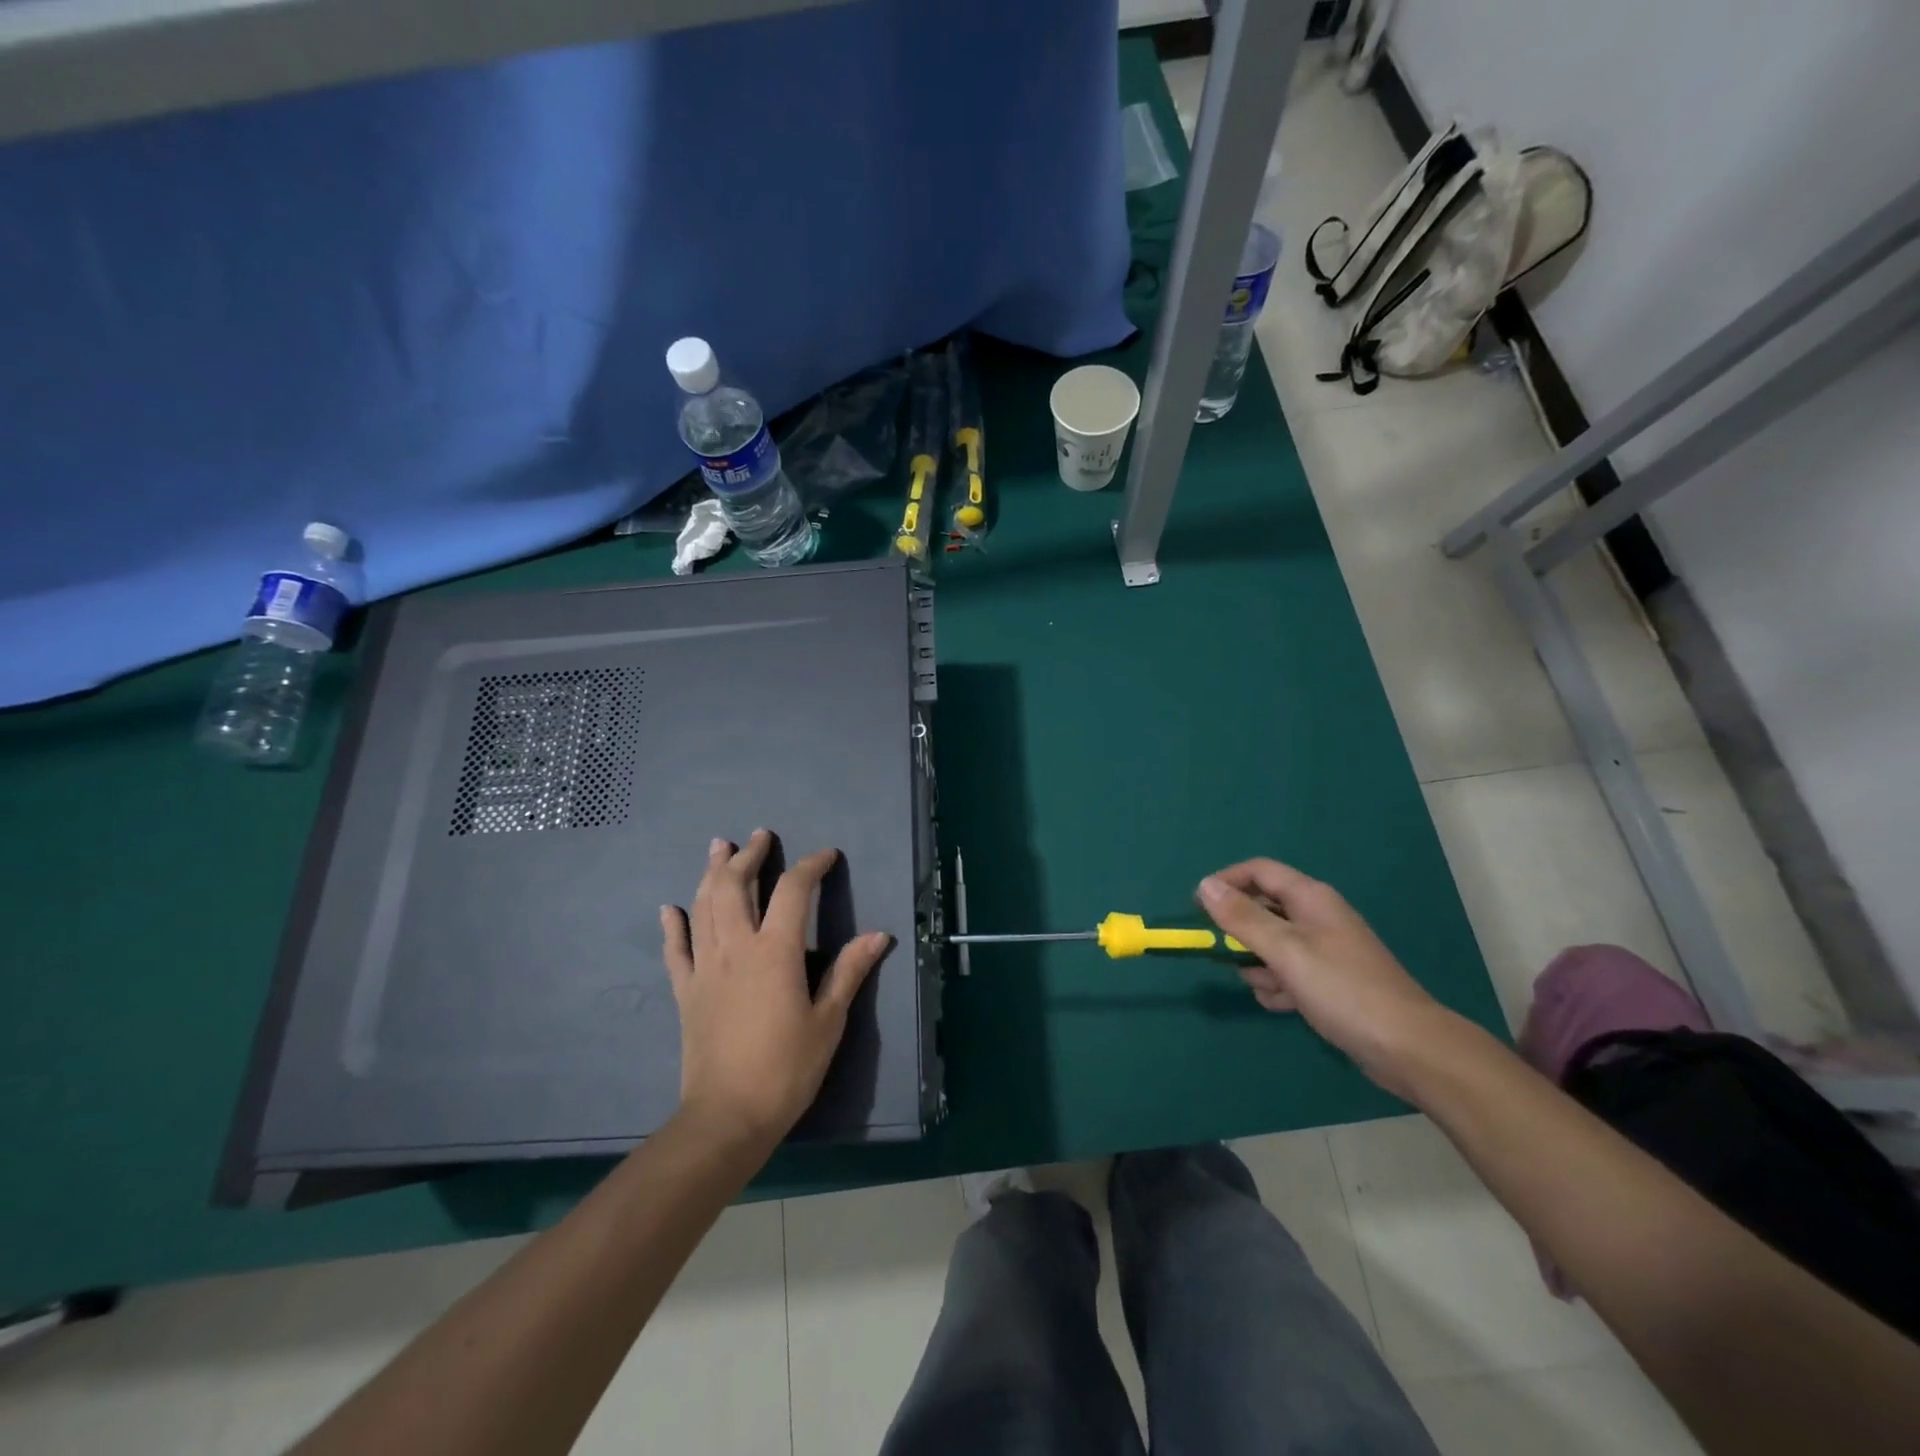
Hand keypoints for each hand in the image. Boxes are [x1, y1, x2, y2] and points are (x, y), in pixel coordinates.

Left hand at [661, 831, 890, 1146]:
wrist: (727, 1116)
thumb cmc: (787, 1068)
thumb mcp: (828, 1021)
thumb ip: (849, 972)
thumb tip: (879, 935)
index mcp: (776, 951)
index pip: (794, 891)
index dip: (811, 866)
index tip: (826, 855)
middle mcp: (736, 947)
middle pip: (736, 886)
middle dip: (748, 855)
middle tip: (759, 836)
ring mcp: (705, 967)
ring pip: (704, 906)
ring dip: (711, 873)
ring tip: (718, 848)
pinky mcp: (686, 991)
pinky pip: (676, 949)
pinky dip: (674, 925)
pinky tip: (671, 908)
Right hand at [1198, 858, 1457, 1096]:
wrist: (1408, 1048)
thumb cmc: (1343, 989)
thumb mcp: (1285, 950)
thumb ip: (1242, 918)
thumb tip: (1204, 885)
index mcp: (1310, 898)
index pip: (1258, 871)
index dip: (1226, 883)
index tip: (1198, 909)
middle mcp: (1316, 917)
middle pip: (1262, 909)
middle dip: (1241, 934)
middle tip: (1228, 957)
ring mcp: (1324, 950)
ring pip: (1271, 945)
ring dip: (1258, 966)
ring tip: (1269, 987)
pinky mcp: (1328, 981)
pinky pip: (1287, 972)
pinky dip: (1278, 986)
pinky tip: (1284, 1005)